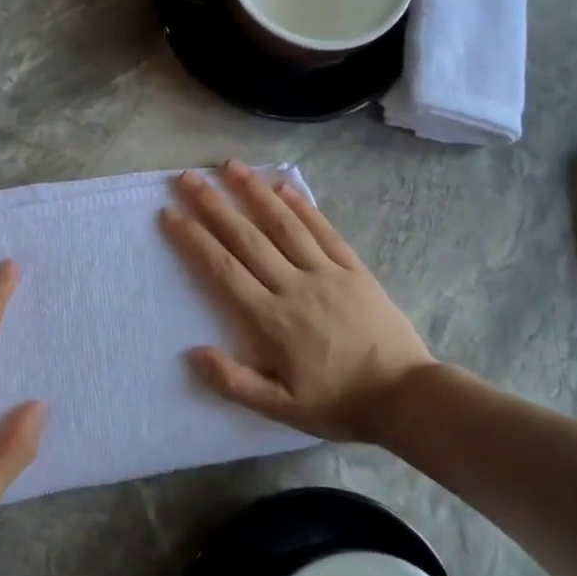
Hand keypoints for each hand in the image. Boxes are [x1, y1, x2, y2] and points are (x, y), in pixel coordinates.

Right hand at [159, 162, 436, 443]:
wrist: (405, 396)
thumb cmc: (338, 404)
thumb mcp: (281, 409)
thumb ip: (234, 382)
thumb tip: (193, 353)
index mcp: (272, 319)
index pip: (223, 270)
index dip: (194, 239)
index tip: (171, 214)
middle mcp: (295, 286)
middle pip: (247, 238)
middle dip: (214, 205)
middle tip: (188, 177)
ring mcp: (327, 273)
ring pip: (284, 225)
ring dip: (255, 192)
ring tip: (231, 166)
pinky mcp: (354, 270)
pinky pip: (324, 231)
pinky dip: (303, 207)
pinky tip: (285, 186)